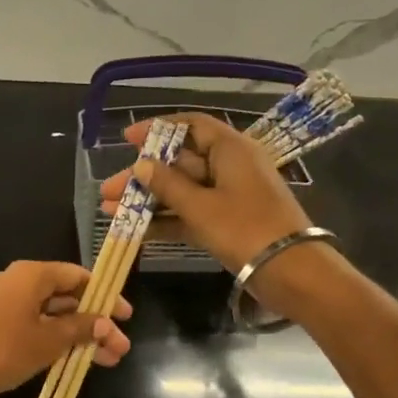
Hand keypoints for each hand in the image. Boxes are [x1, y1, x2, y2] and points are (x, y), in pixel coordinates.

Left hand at [0, 261, 132, 397]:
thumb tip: (105, 323)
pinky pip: (36, 326)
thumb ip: (80, 329)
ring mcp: (7, 304)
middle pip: (67, 297)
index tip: (125, 316)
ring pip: (52, 315)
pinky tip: (74, 360)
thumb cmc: (3, 348)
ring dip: (79, 336)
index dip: (105, 295)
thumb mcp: (49, 341)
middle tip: (120, 348)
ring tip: (106, 361)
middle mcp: (20, 283)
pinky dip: (57, 340)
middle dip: (95, 323)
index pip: (78, 276)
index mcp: (33, 275)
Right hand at [98, 112, 310, 272]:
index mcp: (230, 149)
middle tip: (108, 189)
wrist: (290, 271)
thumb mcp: (200, 206)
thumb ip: (167, 185)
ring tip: (110, 211)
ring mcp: (229, 196)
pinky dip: (166, 220)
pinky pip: (190, 213)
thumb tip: (141, 165)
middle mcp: (229, 166)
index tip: (127, 139)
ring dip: (148, 200)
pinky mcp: (227, 222)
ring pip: (181, 190)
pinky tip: (135, 231)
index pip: (191, 126)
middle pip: (179, 162)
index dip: (158, 129)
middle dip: (142, 176)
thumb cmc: (245, 228)